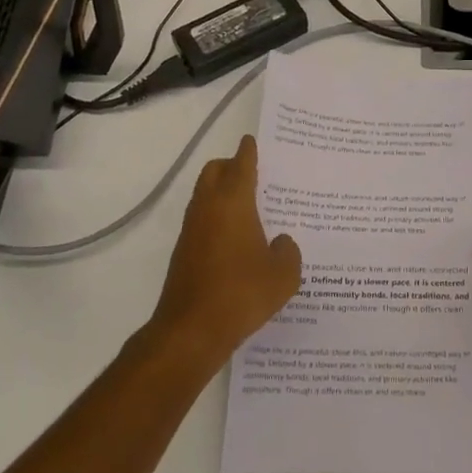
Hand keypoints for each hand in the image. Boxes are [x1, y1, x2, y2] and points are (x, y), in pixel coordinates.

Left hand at [146, 135, 301, 370]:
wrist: (190, 332)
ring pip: (204, 196)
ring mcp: (191, 231)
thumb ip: (288, 252)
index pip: (241, 164)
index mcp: (233, 203)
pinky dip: (217, 218)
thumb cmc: (241, 294)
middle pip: (214, 172)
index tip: (252, 140)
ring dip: (222, 193)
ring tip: (250, 207)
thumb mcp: (283, 275)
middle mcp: (208, 209)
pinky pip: (202, 221)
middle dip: (230, 166)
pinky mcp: (184, 253)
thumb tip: (280, 242)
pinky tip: (237, 240)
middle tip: (254, 173)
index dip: (248, 151)